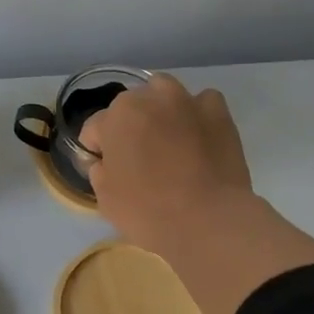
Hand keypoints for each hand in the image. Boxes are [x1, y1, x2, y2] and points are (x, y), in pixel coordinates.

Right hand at [79, 74, 254, 254]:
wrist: (207, 221)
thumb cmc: (147, 211)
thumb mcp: (105, 198)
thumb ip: (100, 170)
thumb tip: (107, 162)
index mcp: (116, 117)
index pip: (95, 128)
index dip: (96, 150)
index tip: (105, 170)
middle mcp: (149, 98)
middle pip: (130, 106)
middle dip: (128, 125)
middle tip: (137, 157)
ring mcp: (187, 101)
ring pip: (164, 92)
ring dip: (159, 109)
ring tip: (166, 137)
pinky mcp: (218, 113)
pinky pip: (202, 102)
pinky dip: (195, 114)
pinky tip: (197, 135)